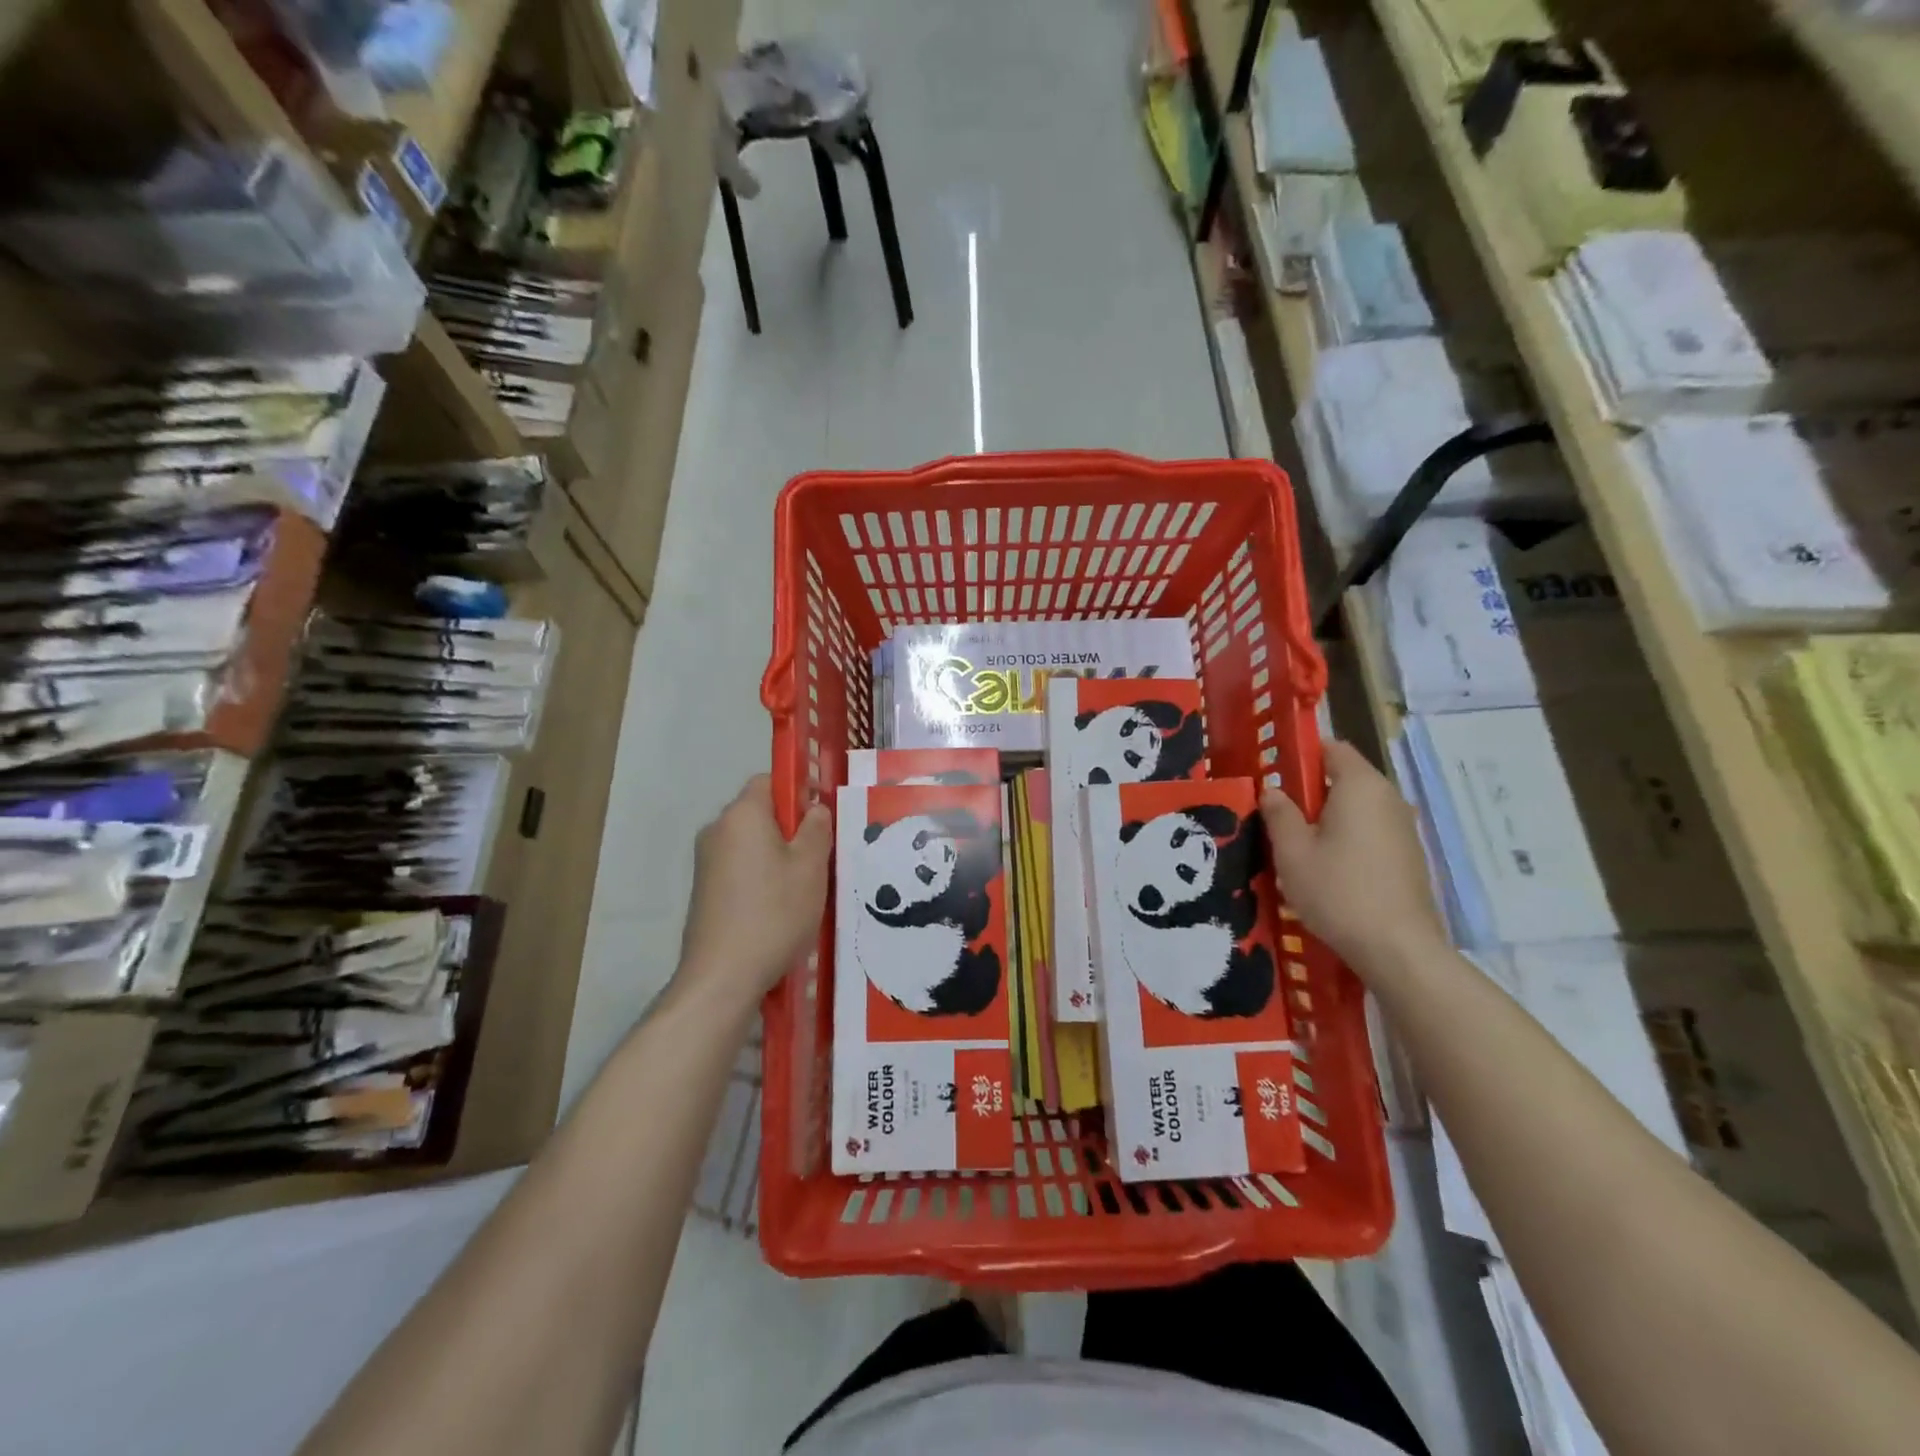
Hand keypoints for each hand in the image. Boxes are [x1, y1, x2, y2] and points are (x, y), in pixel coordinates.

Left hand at [677, 775, 830, 1010]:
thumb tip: (814, 809)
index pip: (769, 780)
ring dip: (777, 856)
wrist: (722, 976)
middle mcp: (717, 830)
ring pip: (751, 844)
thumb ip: (817, 828)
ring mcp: (705, 862)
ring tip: (803, 889)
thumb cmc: (774, 912)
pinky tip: (778, 909)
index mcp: (742, 815)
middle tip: (820, 858)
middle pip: (760, 813)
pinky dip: (760, 878)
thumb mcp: (811, 867)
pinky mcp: (703, 891)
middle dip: (791, 828)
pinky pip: (739, 868)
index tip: (820, 819)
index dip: (797, 792)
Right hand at [1261, 741, 1448, 974]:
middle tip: (1279, 818)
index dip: (1302, 756)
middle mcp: (1389, 798)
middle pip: (1345, 778)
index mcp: (1360, 786)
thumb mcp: (1292, 852)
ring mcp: (1404, 828)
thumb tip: (1272, 791)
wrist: (1398, 948)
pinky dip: (1349, 839)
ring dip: (1329, 819)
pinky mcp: (1410, 856)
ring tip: (1300, 848)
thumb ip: (1279, 814)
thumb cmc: (1338, 891)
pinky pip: (1372, 832)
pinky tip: (1330, 871)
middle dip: (1311, 792)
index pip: (1332, 748)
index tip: (1276, 778)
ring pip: (1358, 808)